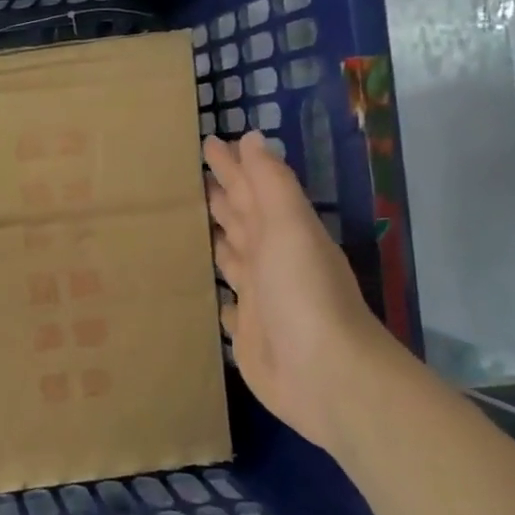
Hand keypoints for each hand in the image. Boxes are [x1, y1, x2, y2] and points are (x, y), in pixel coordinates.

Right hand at [203, 132, 402, 452]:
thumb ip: (270, 184)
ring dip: (217, 237)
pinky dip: (217, 291)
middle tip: (192, 175)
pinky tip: (205, 289)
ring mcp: (260, 297)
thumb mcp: (289, 227)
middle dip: (222, 195)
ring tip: (190, 220)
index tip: (209, 141)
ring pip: (233, 257)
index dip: (232, 166)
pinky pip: (227, 303)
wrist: (325, 376)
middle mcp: (271, 260)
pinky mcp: (248, 333)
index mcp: (282, 232)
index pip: (250, 189)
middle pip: (242, 219)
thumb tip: (251, 138)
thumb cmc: (303, 293)